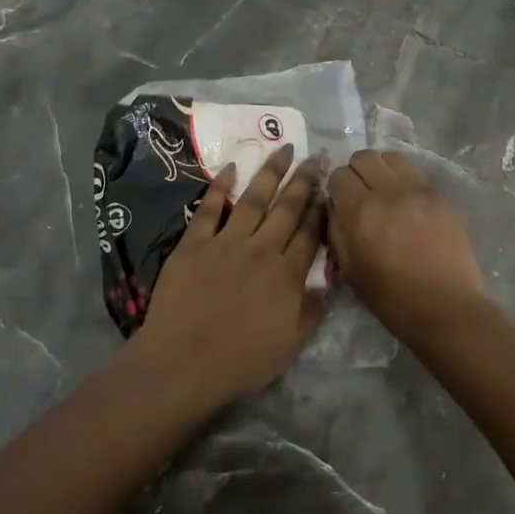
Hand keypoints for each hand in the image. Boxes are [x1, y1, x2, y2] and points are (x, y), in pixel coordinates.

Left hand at [133, 144, 327, 404]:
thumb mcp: (290, 345)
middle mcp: (261, 250)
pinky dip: (219, 187)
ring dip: (269, 173)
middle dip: (303, 181)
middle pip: (287, 209)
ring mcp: (226, 243)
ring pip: (253, 200)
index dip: (322, 209)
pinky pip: (209, 209)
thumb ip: (311, 313)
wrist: (184, 364)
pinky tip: (231, 168)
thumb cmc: (240, 362)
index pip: (311, 234)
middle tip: (314, 157)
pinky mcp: (194, 244)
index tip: (329, 187)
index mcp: (287, 275)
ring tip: (282, 149)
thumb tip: (326, 288)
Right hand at [327, 149, 488, 344]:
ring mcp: (418, 190)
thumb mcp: (349, 269)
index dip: (336, 189)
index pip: (338, 175)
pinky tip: (408, 202)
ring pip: (391, 158)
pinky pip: (415, 173)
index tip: (341, 203)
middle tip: (361, 194)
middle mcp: (388, 192)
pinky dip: (405, 180)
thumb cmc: (391, 298)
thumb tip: (335, 206)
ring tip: (385, 192)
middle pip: (363, 157)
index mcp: (360, 213)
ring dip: (382, 170)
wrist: (445, 308)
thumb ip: (336, 230)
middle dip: (357, 173)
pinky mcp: (440, 196)